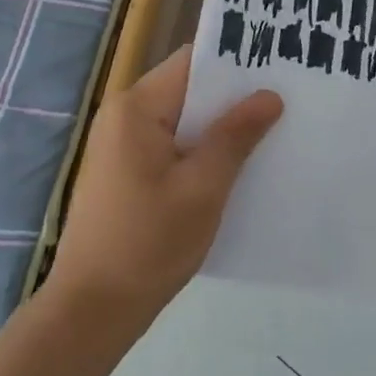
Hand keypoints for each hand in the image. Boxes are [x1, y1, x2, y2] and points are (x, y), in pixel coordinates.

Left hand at [49, 45, 282, 333]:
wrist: (91, 311)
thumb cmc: (148, 243)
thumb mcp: (203, 188)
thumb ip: (235, 136)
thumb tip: (269, 96)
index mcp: (137, 108)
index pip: (192, 64)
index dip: (235, 64)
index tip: (277, 69)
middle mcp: (123, 115)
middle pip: (187, 90)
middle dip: (232, 98)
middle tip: (283, 103)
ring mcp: (119, 145)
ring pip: (180, 120)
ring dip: (217, 128)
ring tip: (268, 133)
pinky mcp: (123, 172)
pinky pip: (169, 145)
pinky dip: (199, 151)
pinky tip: (232, 168)